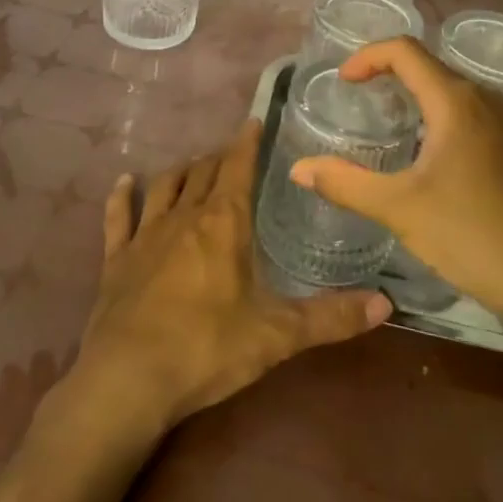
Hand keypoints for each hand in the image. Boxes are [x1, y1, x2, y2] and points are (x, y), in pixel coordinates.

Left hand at [63, 120, 391, 440]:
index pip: (237, 166)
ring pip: (165, 187)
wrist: (127, 380)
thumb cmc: (207, 348)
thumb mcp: (277, 335)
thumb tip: (386, 303)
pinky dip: (122, 197)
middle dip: (219, 157)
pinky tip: (124, 183)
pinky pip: (119, 218)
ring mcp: (145, 236)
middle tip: (232, 151)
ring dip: (181, 171)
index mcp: (224, 223)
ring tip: (192, 164)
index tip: (253, 120)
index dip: (246, 142)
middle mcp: (184, 217)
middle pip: (203, 172)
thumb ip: (331, 318)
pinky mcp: (116, 260)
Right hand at [290, 38, 502, 323]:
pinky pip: (469, 113)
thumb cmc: (470, 235)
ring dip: (415, 94)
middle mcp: (484, 100)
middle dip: (389, 73)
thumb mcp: (399, 208)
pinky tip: (426, 153)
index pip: (405, 51)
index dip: (368, 56)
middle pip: (429, 66)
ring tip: (386, 121)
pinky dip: (438, 115)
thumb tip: (299, 169)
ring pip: (451, 90)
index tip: (343, 82)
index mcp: (456, 102)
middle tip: (357, 99)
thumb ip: (345, 183)